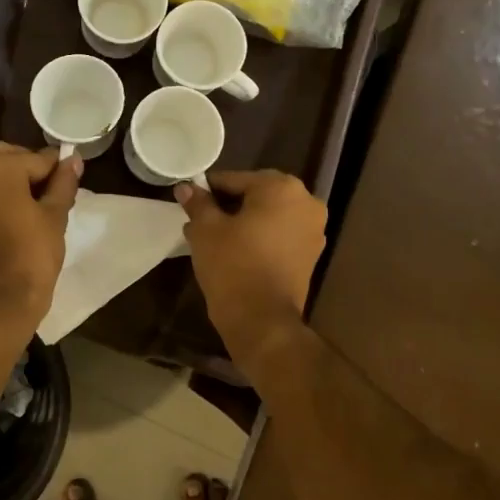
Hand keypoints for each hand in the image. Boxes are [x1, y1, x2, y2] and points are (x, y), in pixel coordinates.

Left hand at [0, 142, 81, 340]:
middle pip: (8, 158)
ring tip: (35, 208)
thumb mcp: (55, 215)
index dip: (57, 171)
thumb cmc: (31, 254)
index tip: (70, 183)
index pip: (37, 158)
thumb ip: (63, 182)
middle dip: (30, 171)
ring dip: (11, 182)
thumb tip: (73, 158)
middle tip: (52, 196)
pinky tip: (14, 216)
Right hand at [175, 170, 325, 365]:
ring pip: (269, 215)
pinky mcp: (311, 254)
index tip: (191, 201)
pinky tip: (235, 250)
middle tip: (201, 219)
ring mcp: (313, 229)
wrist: (262, 320)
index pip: (235, 179)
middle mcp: (306, 201)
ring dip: (244, 221)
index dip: (209, 189)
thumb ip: (197, 202)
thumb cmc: (232, 265)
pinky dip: (260, 236)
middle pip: (256, 194)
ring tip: (214, 237)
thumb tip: (185, 186)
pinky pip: (280, 234)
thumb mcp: (206, 229)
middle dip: (228, 205)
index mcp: (281, 187)